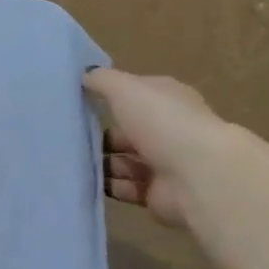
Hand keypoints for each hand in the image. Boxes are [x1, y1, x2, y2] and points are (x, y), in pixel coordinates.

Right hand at [84, 69, 232, 228]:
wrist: (196, 175)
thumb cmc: (161, 122)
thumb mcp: (126, 89)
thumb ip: (102, 81)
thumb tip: (84, 74)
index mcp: (166, 100)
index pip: (135, 96)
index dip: (110, 98)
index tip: (79, 104)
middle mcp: (167, 130)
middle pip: (128, 132)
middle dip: (101, 137)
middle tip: (71, 141)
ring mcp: (164, 164)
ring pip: (124, 162)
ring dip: (102, 164)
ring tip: (76, 164)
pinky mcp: (157, 194)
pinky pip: (127, 189)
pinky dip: (109, 187)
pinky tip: (89, 184)